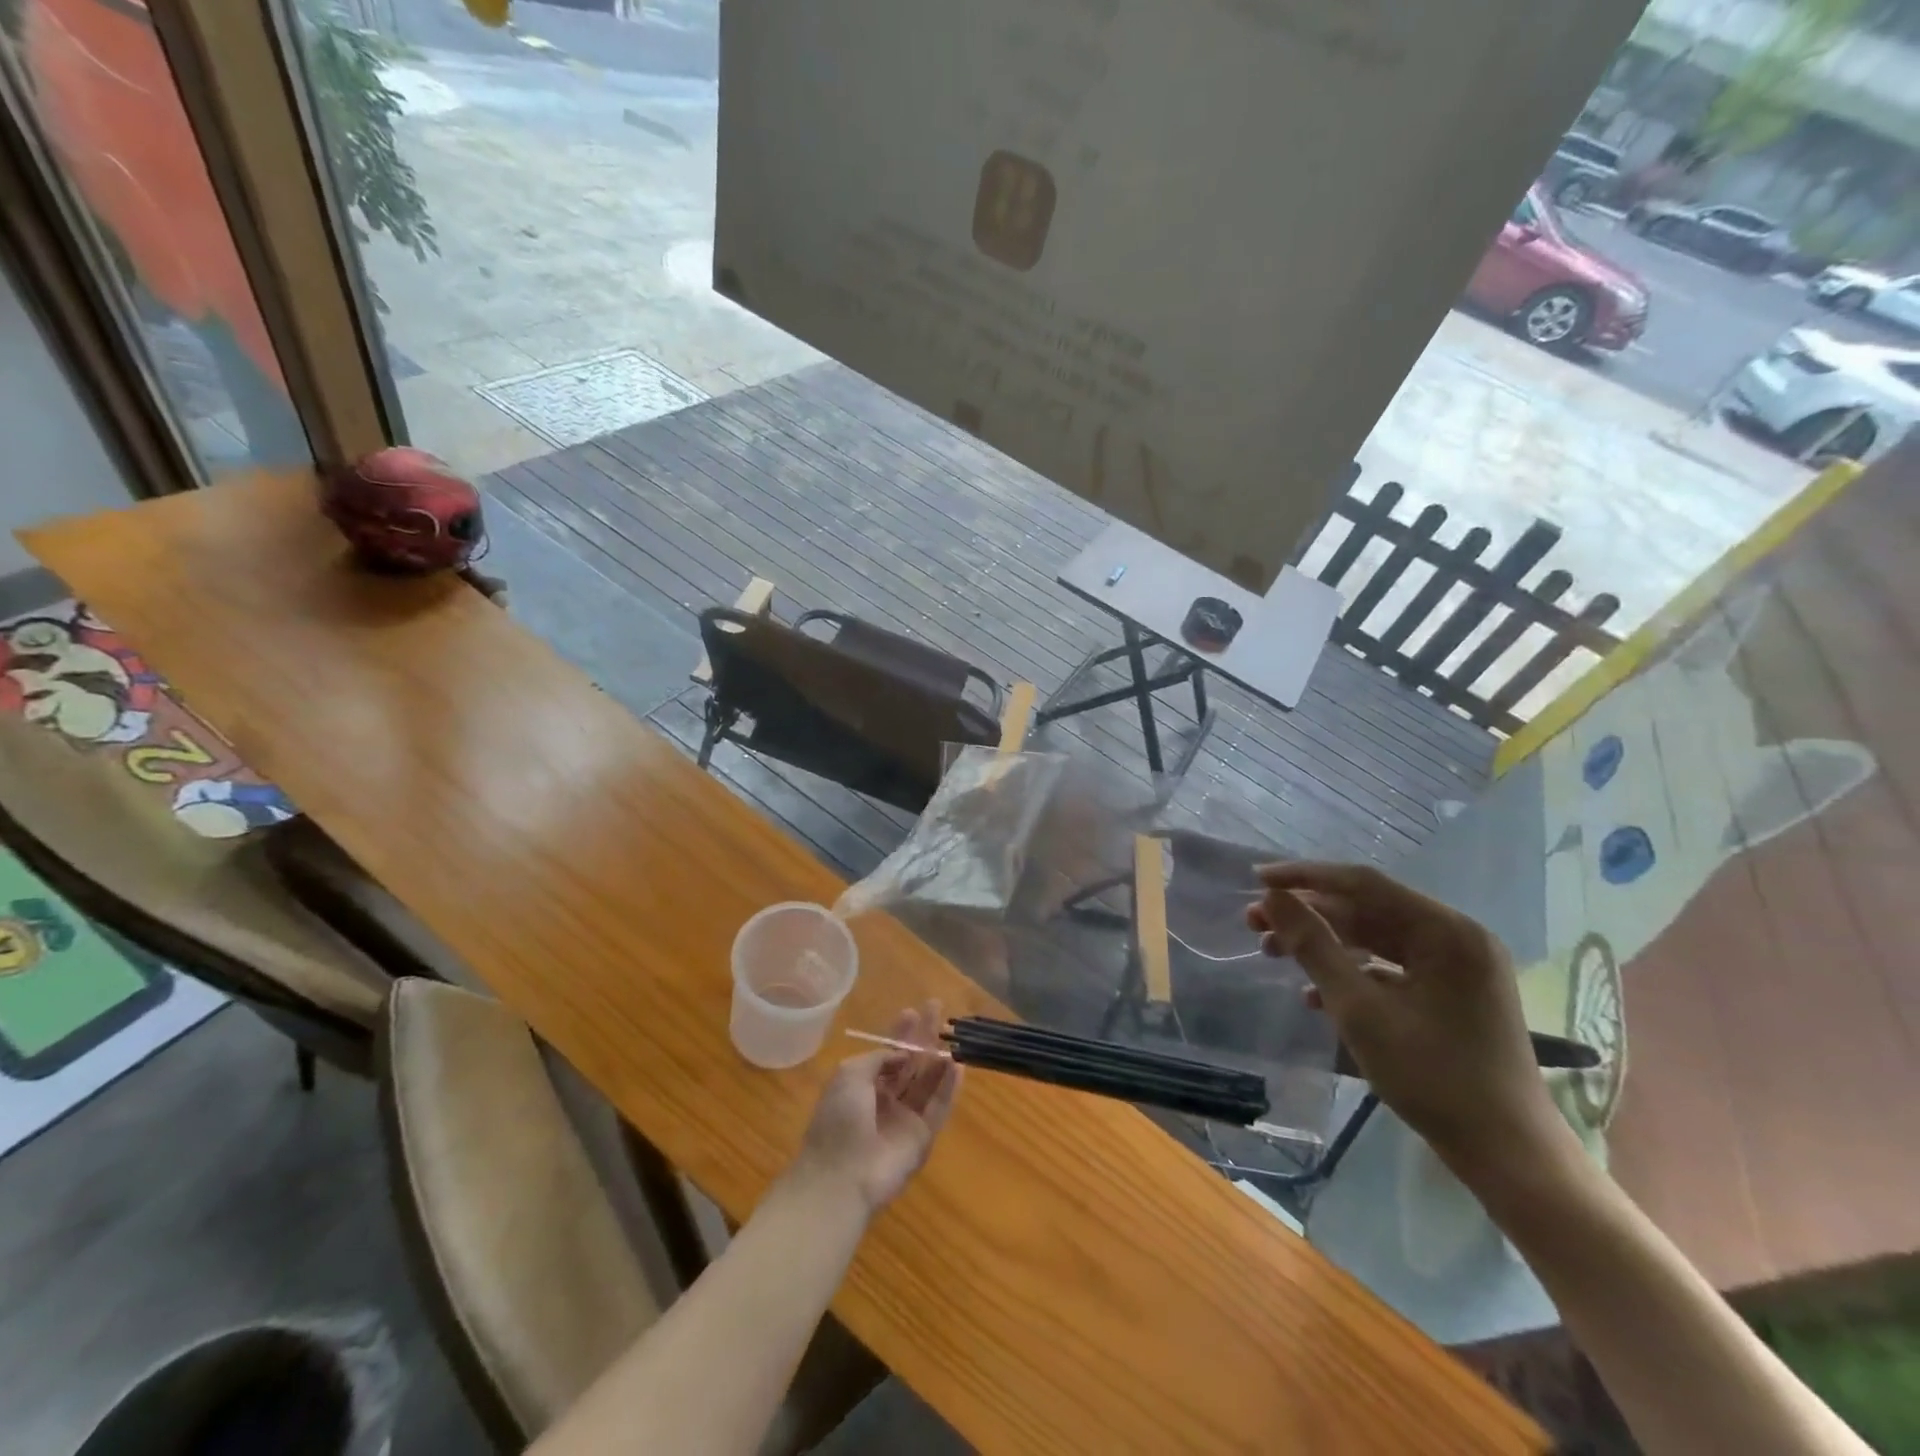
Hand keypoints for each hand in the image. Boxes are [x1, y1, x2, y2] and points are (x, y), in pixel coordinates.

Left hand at [792, 1002, 960, 1212]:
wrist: (842, 1177)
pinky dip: (949, 1087)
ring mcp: (904, 1119)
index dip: (899, 1034)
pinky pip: (939, 1107)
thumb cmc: (839, 1120)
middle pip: (910, 1064)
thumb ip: (878, 1058)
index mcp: (862, 1086)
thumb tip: (900, 1053)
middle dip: (922, 1037)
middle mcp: (884, 1100)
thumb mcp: (849, 1075)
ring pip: (927, 1082)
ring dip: (939, 1058)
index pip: (886, 1055)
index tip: (912, 1012)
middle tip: (937, 1009)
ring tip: (952, 1034)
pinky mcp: (923, 1137)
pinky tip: (958, 1064)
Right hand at [1247, 863, 1559, 1175]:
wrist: (1508, 1155)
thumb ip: (1313, 946)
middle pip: (1368, 909)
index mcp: (1445, 931)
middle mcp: (1455, 937)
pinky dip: (1351, 973)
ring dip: (1324, 944)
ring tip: (1273, 953)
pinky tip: (1313, 996)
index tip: (1257, 880)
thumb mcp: (1360, 1009)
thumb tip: (1272, 897)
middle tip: (1255, 923)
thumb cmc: (1433, 1076)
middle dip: (1309, 915)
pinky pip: (1392, 968)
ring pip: (1376, 938)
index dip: (1305, 877)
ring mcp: (1457, 968)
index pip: (1363, 883)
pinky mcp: (1453, 995)